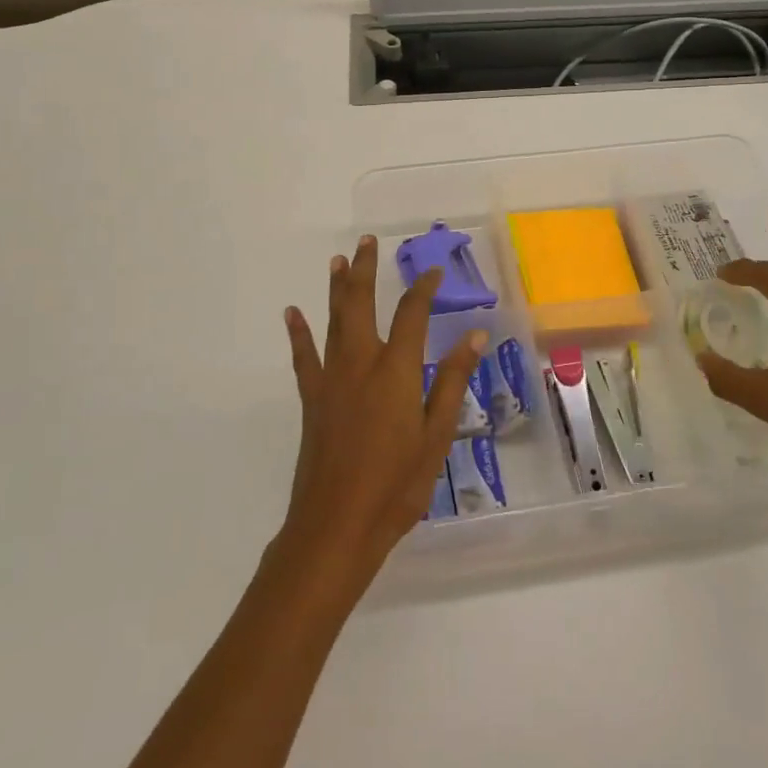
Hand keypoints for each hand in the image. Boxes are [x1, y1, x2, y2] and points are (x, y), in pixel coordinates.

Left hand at [280, 235, 485, 578]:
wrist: (336, 526)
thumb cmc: (396, 484)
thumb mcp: (436, 434)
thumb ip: (452, 380)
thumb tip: (475, 334)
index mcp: (396, 371)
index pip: (412, 314)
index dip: (424, 289)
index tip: (434, 270)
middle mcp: (361, 363)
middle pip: (361, 304)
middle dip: (365, 270)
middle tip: (366, 242)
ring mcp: (331, 380)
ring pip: (333, 321)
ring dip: (336, 288)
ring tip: (337, 260)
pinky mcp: (312, 400)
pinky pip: (304, 357)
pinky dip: (299, 333)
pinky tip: (292, 313)